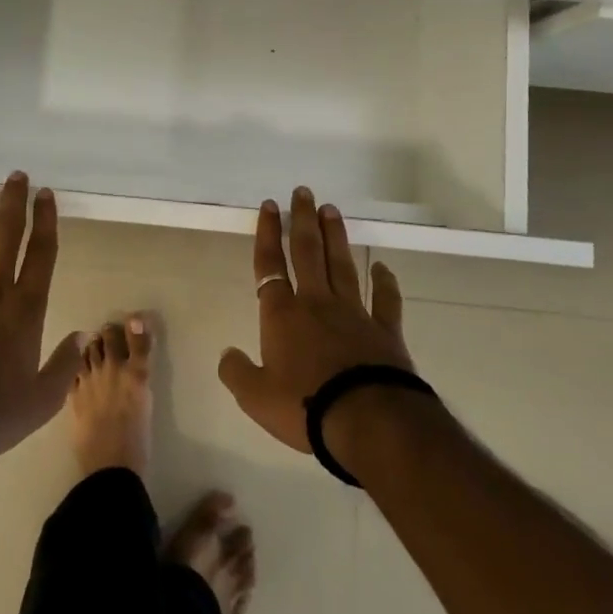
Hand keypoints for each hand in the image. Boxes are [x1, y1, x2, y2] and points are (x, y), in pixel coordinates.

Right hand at [218, 187, 415, 453]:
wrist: (368, 421)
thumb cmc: (305, 406)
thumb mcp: (255, 397)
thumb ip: (237, 373)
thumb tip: (227, 354)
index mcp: (282, 315)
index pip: (269, 265)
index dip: (267, 234)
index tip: (269, 205)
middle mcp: (316, 303)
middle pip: (307, 252)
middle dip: (302, 220)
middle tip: (303, 191)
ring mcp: (353, 313)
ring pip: (341, 265)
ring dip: (335, 236)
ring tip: (331, 210)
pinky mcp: (385, 330)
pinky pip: (385, 300)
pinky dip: (385, 283)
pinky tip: (383, 268)